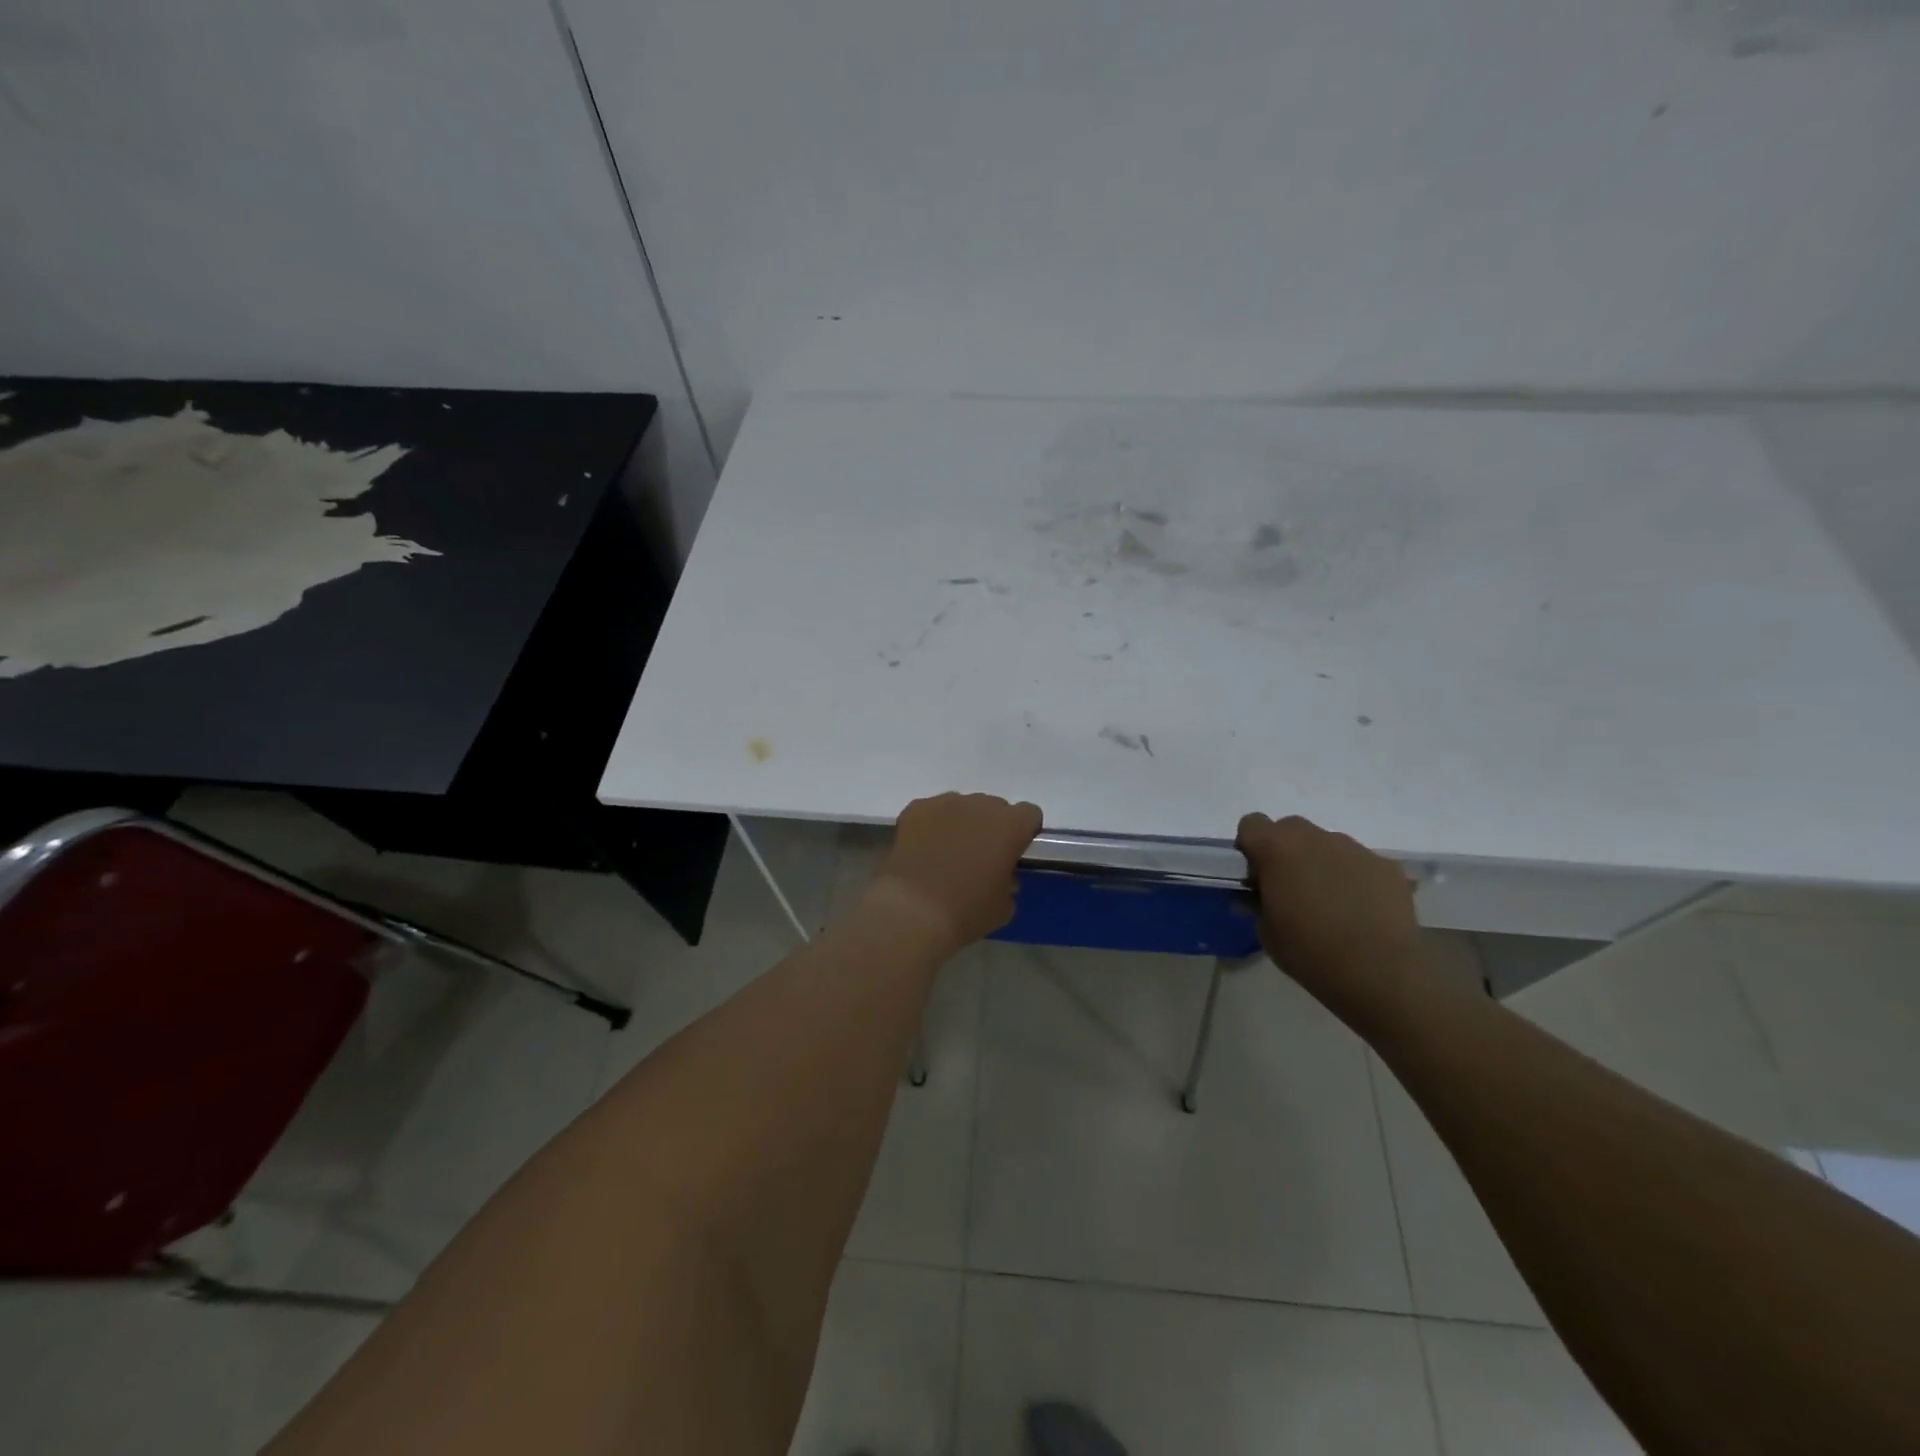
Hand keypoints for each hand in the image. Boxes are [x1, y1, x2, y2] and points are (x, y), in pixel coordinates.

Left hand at [869, 793, 1042, 951]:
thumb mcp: (1003, 907)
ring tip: (947, 853)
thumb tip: (1001, 876)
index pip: (1029, 814)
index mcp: (1010, 825)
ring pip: (962, 807)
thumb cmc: (966, 911)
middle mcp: (981, 805)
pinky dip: (932, 826)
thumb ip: (1009, 882)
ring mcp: (946, 802)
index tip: (1013, 852)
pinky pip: (932, 811)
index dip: (1023, 832)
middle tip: (979, 856)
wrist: (913, 911)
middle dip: (990, 827)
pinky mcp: (916, 809)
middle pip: (994, 808)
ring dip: (961, 824)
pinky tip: (924, 850)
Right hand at [1236, 813, 1423, 1006]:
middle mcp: (1314, 837)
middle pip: (1290, 829)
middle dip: (1286, 852)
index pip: (1251, 824)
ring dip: (1322, 864)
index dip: (1251, 847)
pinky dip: (1355, 879)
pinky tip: (1362, 911)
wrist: (1379, 972)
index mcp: (1276, 848)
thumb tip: (1257, 896)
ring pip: (1327, 845)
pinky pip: (1360, 864)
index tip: (1257, 875)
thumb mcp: (1266, 931)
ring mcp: (1354, 849)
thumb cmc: (1309, 951)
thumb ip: (1257, 903)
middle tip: (1291, 888)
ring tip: (1332, 903)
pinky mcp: (1387, 866)